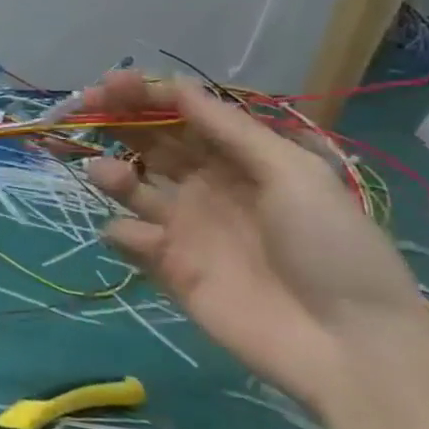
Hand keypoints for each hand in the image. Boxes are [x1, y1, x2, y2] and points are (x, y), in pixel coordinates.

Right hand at [80, 71, 427, 411]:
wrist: (347, 344)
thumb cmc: (330, 248)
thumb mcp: (293, 174)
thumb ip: (230, 130)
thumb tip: (176, 86)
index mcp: (240, 160)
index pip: (183, 116)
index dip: (146, 96)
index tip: (110, 84)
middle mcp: (206, 186)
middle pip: (149, 144)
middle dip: (115, 122)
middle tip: (81, 108)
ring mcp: (184, 227)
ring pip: (130, 187)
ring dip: (110, 173)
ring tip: (106, 173)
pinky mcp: (167, 267)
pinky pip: (128, 239)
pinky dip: (123, 232)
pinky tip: (142, 240)